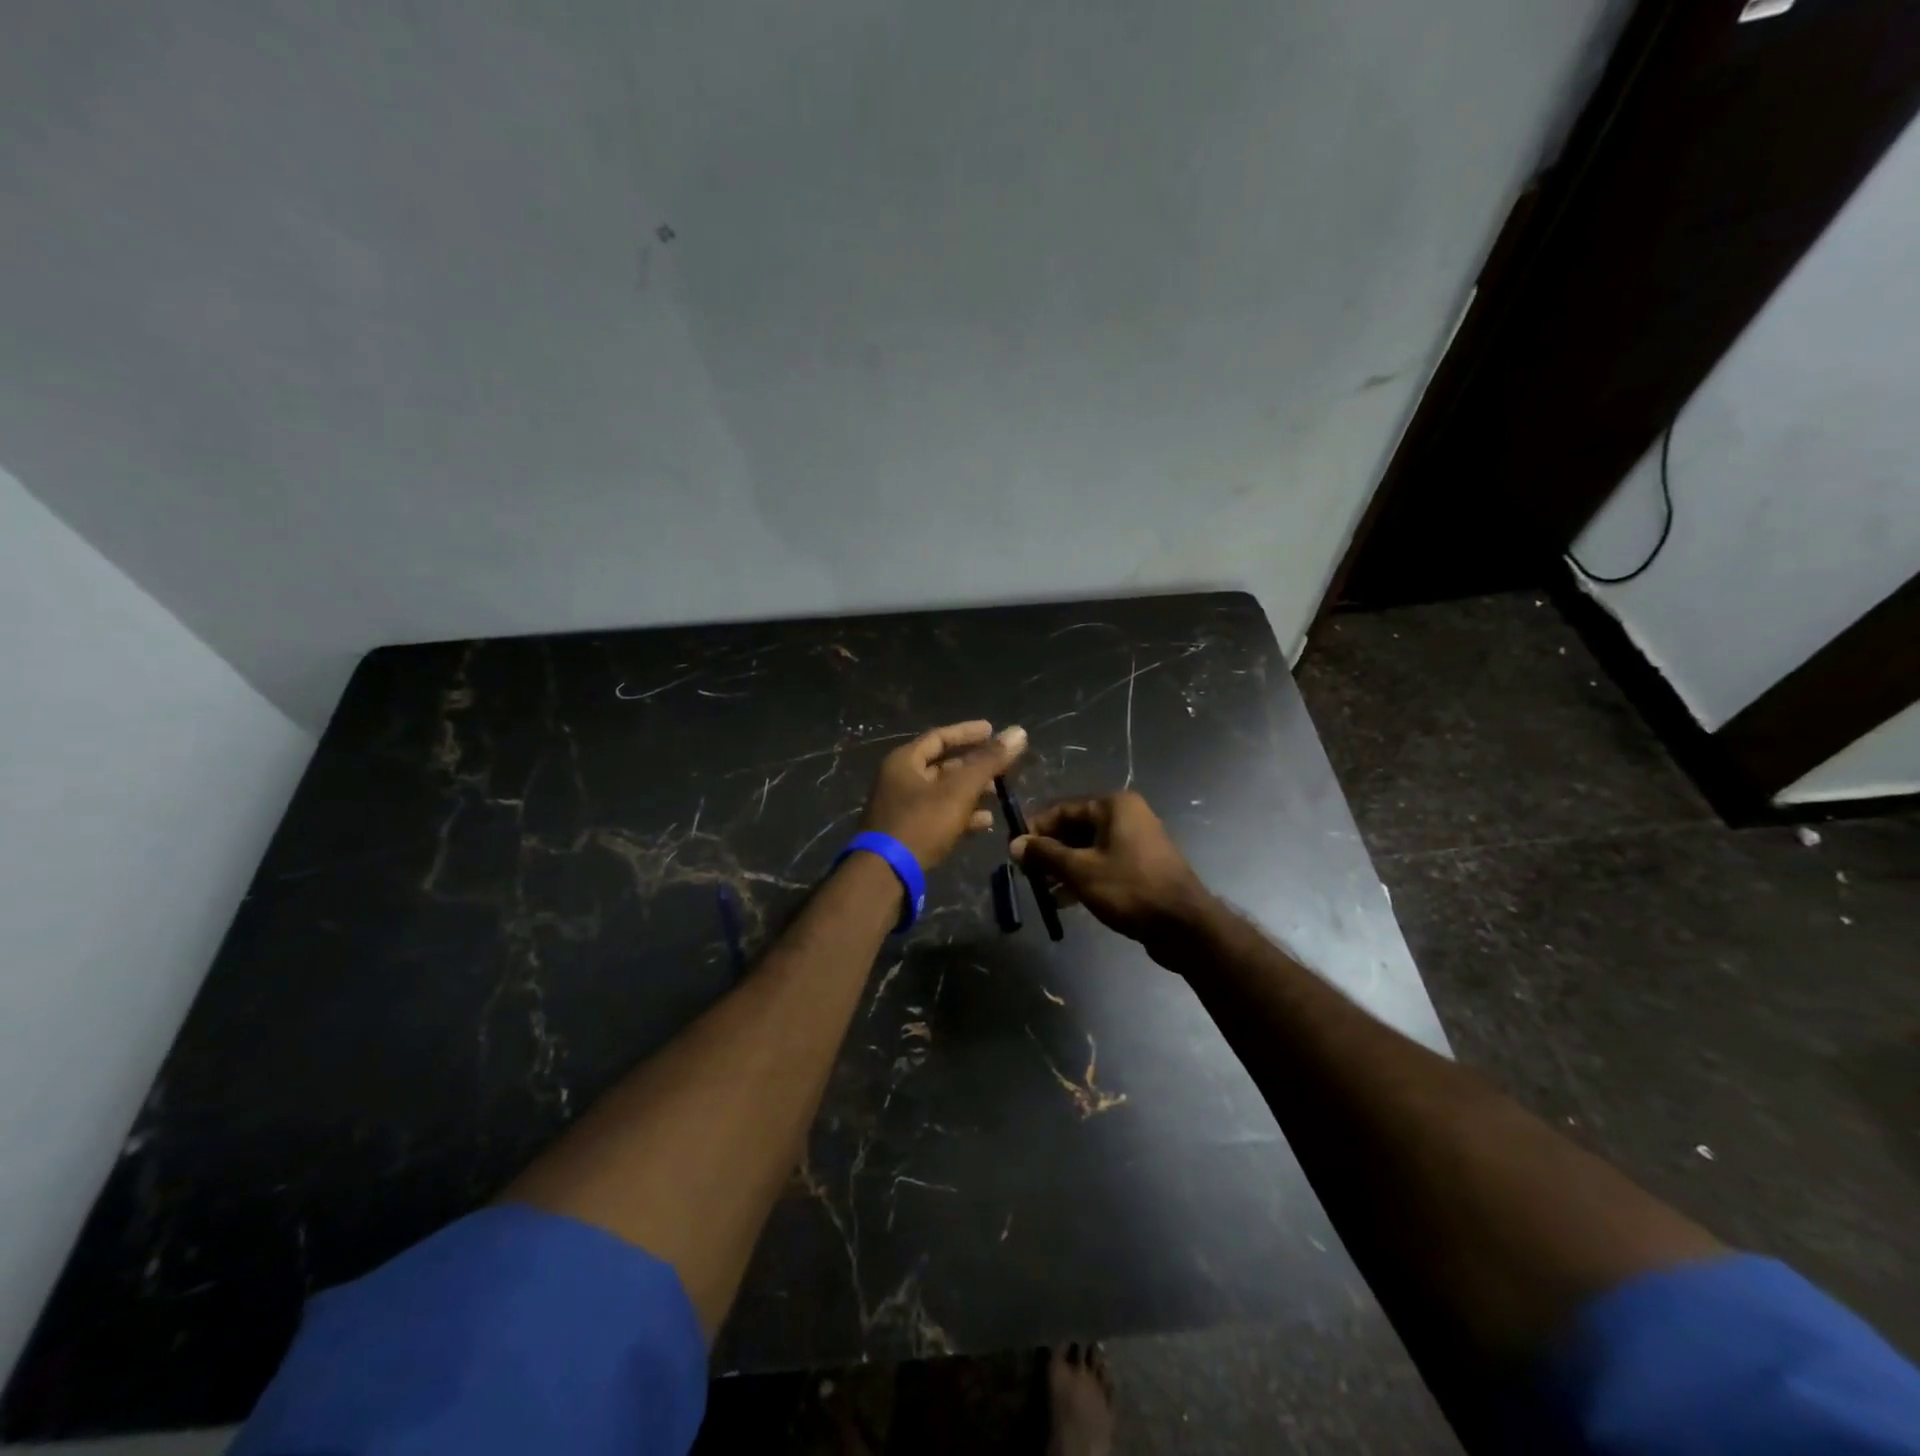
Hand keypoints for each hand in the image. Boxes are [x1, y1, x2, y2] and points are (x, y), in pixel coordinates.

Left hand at [861, 721, 1028, 868]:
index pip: (939, 737)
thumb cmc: (921, 823)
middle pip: (942, 766)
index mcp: (904, 762)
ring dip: (971, 793)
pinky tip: (984, 823)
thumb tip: (1018, 732)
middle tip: (1001, 768)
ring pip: (942, 793)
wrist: (886, 874)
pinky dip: (961, 816)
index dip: (967, 733)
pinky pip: (938, 816)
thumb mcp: (959, 790)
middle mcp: (899, 780)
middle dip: (974, 767)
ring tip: (999, 796)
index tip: (993, 730)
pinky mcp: (907, 833)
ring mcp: (901, 809)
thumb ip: (989, 761)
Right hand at [1011, 792, 1211, 949]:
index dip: (1036, 829)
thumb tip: (1015, 844)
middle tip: (1026, 874)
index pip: (1063, 809)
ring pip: (1088, 849)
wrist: (1184, 925)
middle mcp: (1127, 816)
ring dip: (1064, 868)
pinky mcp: (1142, 866)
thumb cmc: (1129, 888)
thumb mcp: (1080, 870)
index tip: (1015, 851)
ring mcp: (1137, 842)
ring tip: (1042, 891)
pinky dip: (1083, 877)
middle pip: (1076, 829)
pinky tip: (1064, 901)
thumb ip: (1045, 854)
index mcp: (1114, 806)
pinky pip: (1104, 864)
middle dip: (1049, 852)